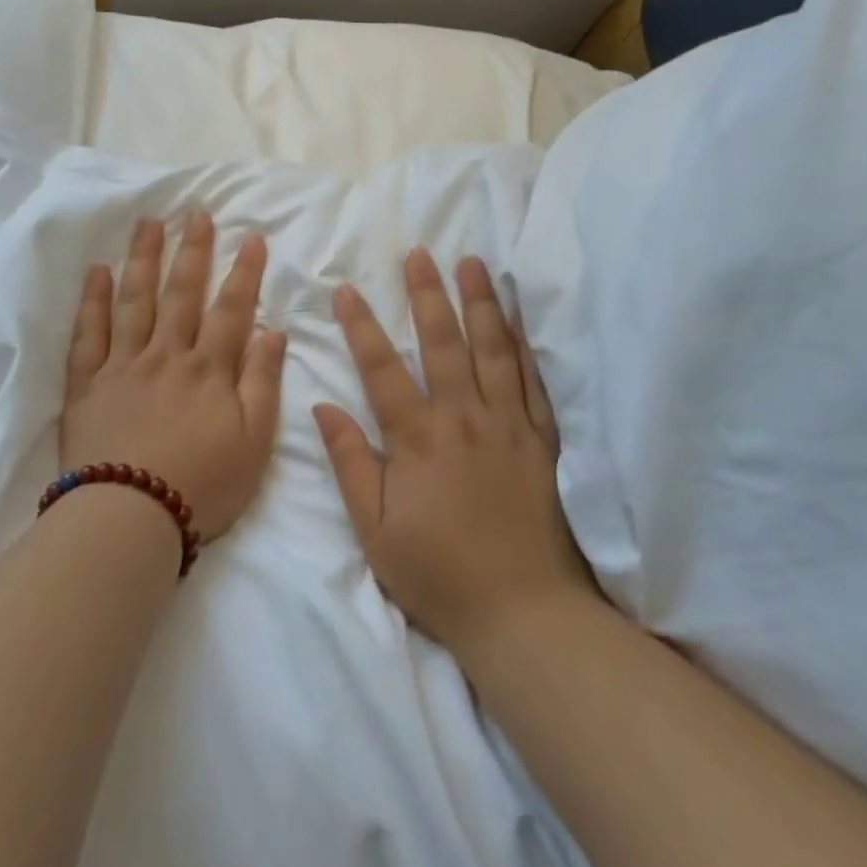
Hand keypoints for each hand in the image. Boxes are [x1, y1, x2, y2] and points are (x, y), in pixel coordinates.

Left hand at [60, 213, 287, 541]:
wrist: (130, 518)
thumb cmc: (203, 485)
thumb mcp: (254, 442)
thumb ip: (263, 382)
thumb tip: (273, 331)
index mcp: (209, 369)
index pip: (231, 309)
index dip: (244, 272)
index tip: (252, 237)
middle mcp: (166, 355)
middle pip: (181, 293)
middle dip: (193, 250)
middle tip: (196, 213)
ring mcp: (123, 366)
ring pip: (135, 301)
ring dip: (144, 259)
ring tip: (149, 223)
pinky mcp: (87, 384)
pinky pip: (89, 334)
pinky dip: (94, 301)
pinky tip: (98, 272)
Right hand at [314, 250, 593, 652]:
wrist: (522, 612)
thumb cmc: (438, 574)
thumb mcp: (374, 530)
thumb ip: (350, 463)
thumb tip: (323, 407)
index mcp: (418, 439)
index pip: (383, 369)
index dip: (362, 326)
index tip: (348, 289)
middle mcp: (464, 419)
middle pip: (443, 343)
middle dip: (428, 294)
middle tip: (420, 254)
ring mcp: (508, 425)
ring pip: (493, 350)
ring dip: (480, 303)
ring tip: (473, 264)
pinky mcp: (543, 441)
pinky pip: (534, 382)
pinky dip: (526, 345)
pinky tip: (520, 319)